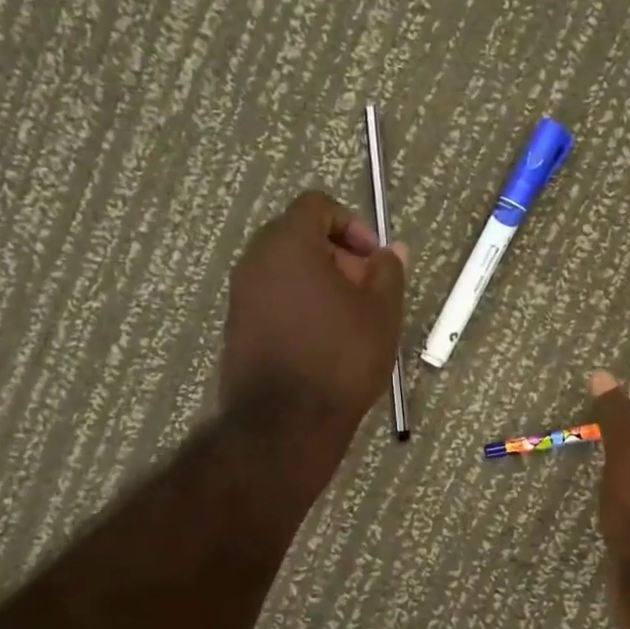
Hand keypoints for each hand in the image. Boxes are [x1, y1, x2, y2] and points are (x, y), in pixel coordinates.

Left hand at [220, 192, 407, 437]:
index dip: (352, 225)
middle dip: (337, 256)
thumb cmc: (341, 356)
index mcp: (288, 243)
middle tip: (365, 290)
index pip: (316, 206)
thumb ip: (388, 272)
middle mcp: (255, 261)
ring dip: (319, 283)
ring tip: (349, 320)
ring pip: (285, 271)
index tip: (373, 259)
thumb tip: (392, 251)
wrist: (286, 422)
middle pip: (298, 237)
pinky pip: (272, 300)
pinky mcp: (237, 328)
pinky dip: (299, 306)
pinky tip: (324, 341)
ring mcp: (241, 296)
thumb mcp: (381, 312)